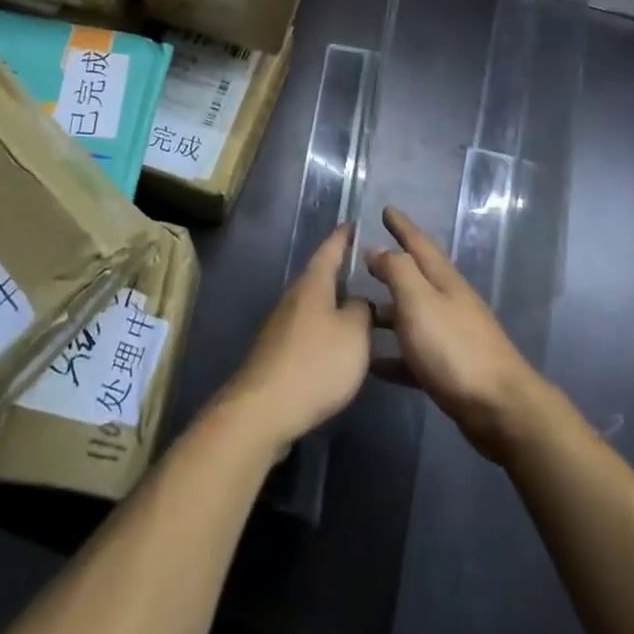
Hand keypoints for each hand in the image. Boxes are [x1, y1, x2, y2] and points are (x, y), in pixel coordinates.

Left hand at [222, 225, 371, 451]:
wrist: (265, 409)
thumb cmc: (316, 363)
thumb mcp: (354, 333)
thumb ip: (362, 310)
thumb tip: (359, 301)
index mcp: (312, 285)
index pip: (329, 250)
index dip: (342, 237)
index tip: (353, 223)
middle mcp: (294, 298)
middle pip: (320, 278)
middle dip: (342, 273)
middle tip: (369, 270)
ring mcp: (282, 326)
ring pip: (315, 306)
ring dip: (336, 305)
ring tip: (363, 309)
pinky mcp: (278, 353)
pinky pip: (309, 331)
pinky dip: (327, 331)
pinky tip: (341, 346)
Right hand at [367, 207, 549, 463]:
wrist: (499, 408)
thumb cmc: (454, 348)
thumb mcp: (419, 301)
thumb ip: (397, 271)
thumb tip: (377, 249)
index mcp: (443, 281)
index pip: (419, 243)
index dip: (402, 226)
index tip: (386, 209)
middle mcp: (448, 302)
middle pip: (415, 277)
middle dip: (391, 266)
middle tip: (362, 259)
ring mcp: (450, 337)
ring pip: (411, 316)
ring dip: (386, 312)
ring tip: (356, 312)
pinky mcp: (448, 370)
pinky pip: (413, 354)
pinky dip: (392, 355)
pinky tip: (372, 363)